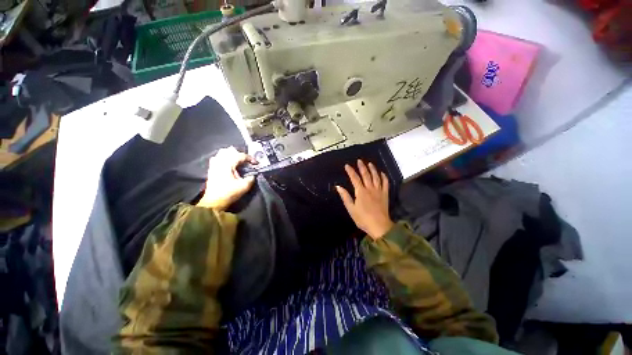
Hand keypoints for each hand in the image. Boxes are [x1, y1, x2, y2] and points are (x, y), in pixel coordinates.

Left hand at [197, 147, 257, 210]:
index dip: (250, 158)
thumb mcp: (244, 186)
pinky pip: (217, 158)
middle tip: (247, 162)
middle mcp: (220, 161)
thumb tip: (253, 175)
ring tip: (238, 161)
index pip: (241, 155)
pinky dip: (224, 159)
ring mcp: (214, 164)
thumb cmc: (229, 193)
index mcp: (228, 164)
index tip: (256, 163)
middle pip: (230, 151)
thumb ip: (251, 178)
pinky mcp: (211, 169)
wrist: (214, 202)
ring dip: (231, 155)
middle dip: (240, 155)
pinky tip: (228, 164)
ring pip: (222, 153)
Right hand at [335, 160, 393, 239]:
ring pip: (376, 177)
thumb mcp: (351, 209)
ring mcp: (379, 191)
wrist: (379, 226)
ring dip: (373, 169)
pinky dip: (384, 177)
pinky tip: (381, 173)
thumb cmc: (363, 219)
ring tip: (370, 163)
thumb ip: (345, 197)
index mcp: (361, 192)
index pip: (355, 178)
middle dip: (362, 167)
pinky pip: (385, 183)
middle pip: (366, 175)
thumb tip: (338, 187)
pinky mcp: (385, 194)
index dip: (350, 171)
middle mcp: (370, 188)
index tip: (347, 166)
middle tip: (359, 161)